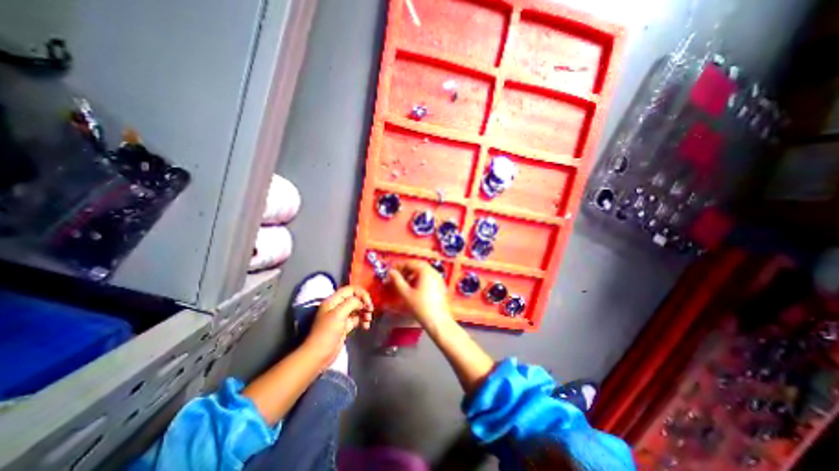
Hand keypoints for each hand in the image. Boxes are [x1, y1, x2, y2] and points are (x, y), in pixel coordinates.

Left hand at [306, 283, 372, 367]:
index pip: (350, 289)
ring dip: (365, 312)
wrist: (318, 355)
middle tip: (370, 311)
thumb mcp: (338, 314)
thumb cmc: (326, 333)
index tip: (368, 302)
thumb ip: (351, 303)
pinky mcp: (345, 326)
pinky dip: (363, 321)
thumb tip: (362, 302)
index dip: (361, 293)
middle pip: (355, 298)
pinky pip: (357, 319)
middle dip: (364, 303)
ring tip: (368, 320)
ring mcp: (342, 316)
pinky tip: (366, 326)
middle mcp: (338, 306)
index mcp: (333, 300)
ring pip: (357, 309)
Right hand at [387, 261, 452, 327]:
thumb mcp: (405, 293)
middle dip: (405, 270)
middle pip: (417, 265)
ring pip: (423, 271)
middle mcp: (433, 272)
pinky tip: (413, 288)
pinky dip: (419, 279)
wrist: (437, 321)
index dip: (399, 266)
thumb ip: (397, 281)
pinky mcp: (440, 285)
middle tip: (396, 276)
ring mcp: (438, 278)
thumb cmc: (421, 307)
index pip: (410, 263)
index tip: (391, 271)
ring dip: (412, 274)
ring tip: (403, 283)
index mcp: (426, 271)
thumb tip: (391, 272)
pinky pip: (428, 277)